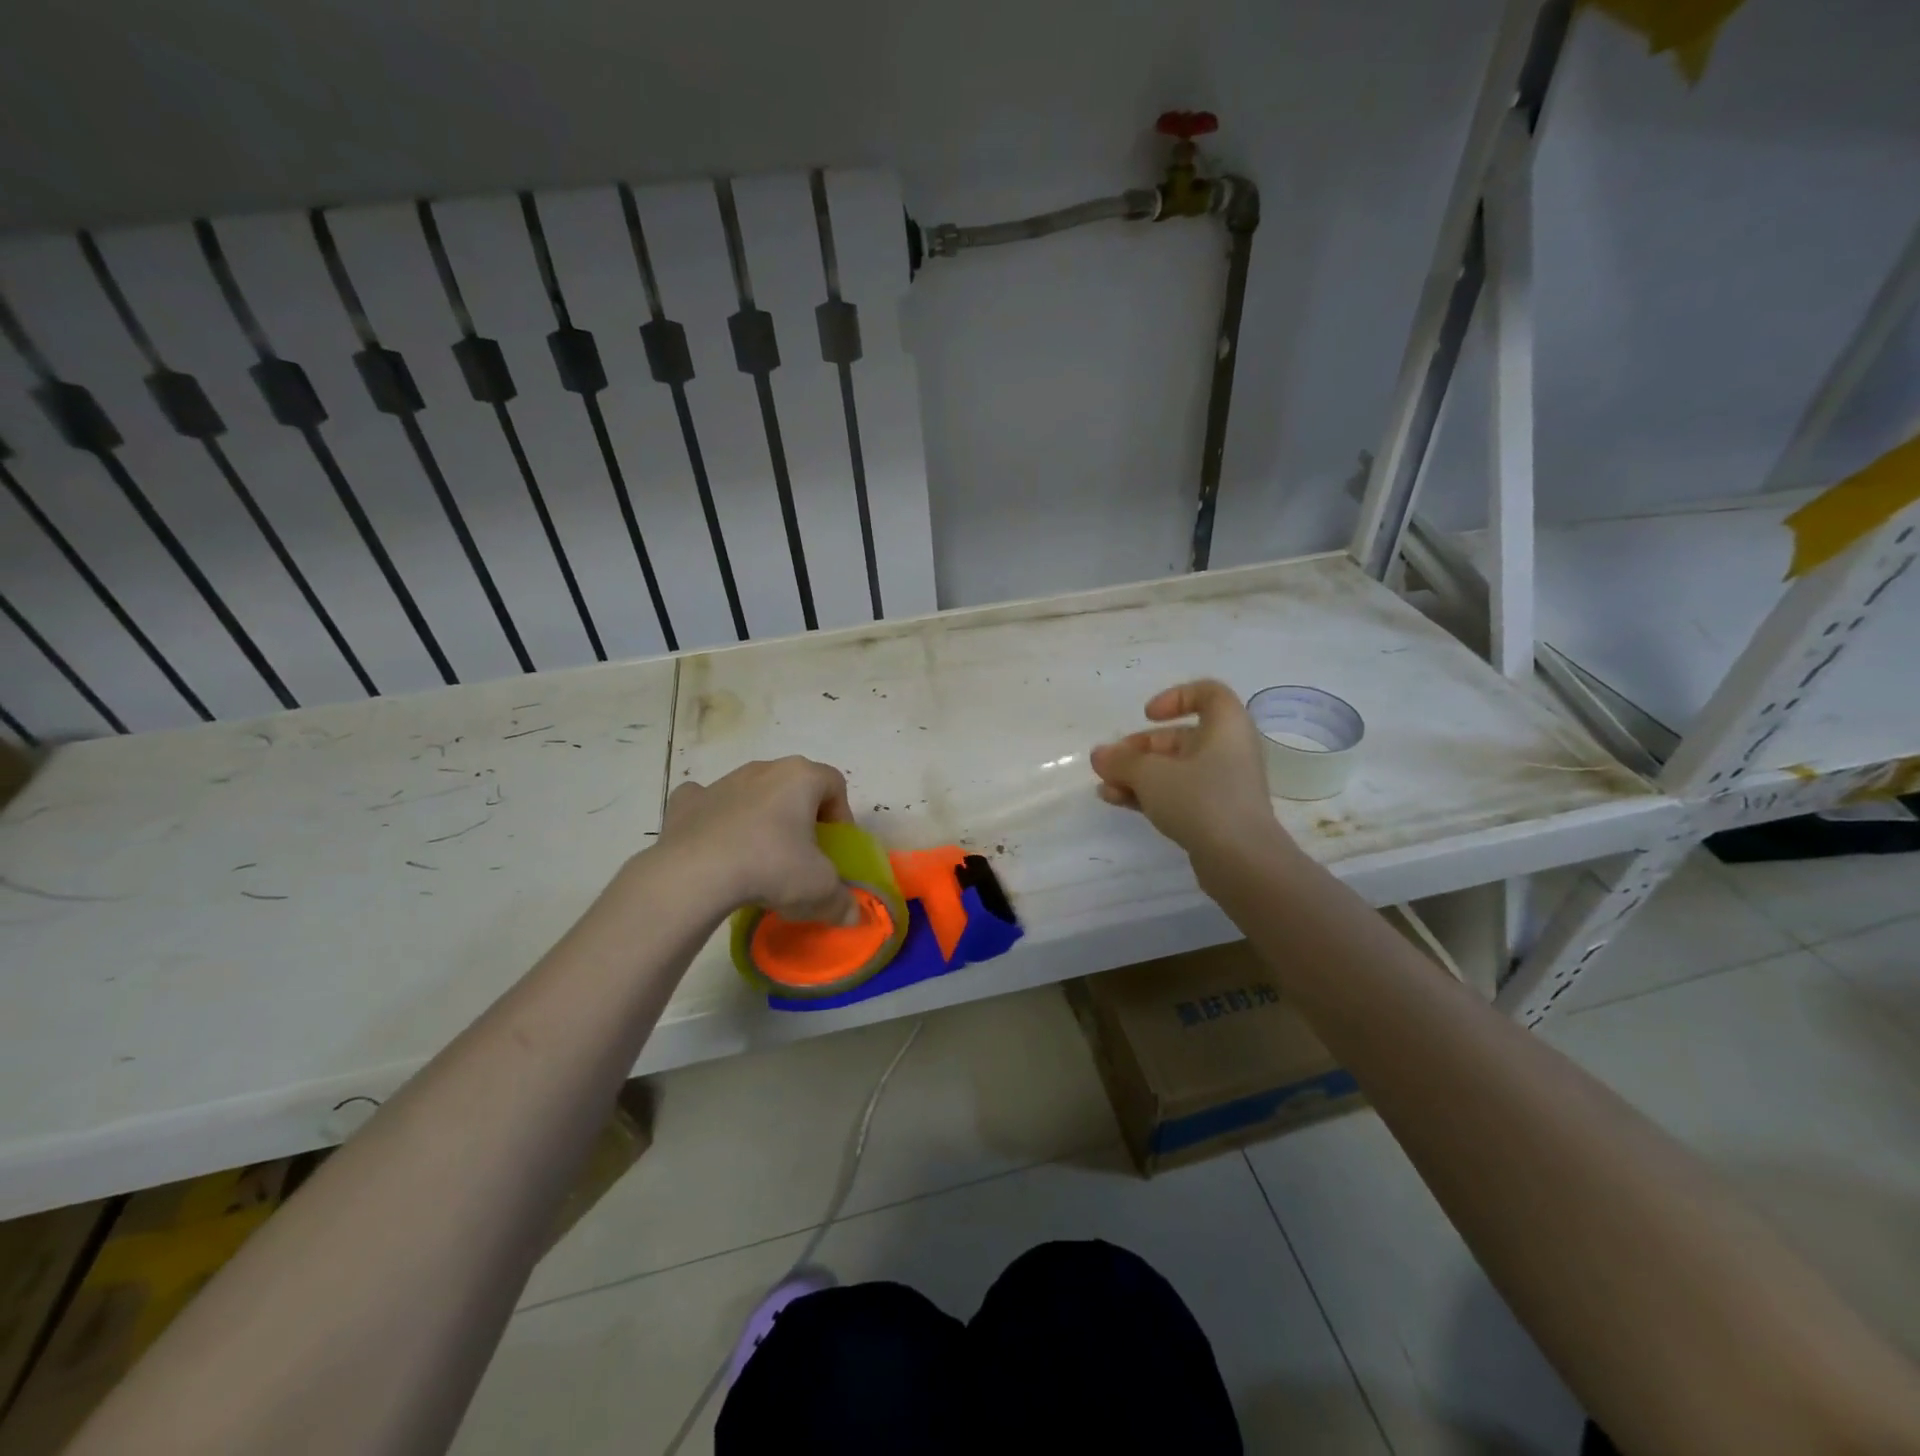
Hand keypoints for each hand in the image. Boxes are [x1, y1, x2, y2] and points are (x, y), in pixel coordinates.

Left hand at [656, 757, 858, 924]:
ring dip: (760, 816)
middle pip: (793, 785)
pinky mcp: (686, 801)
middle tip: (800, 853)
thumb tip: (853, 916)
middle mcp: (763, 769)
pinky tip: (716, 846)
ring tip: (758, 856)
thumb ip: (841, 900)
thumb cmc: (770, 867)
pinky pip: (709, 803)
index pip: (834, 785)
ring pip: (752, 792)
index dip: (840, 815)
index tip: (833, 847)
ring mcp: (721, 782)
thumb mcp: (818, 890)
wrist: (694, 875)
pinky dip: (715, 819)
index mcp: (801, 777)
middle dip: (800, 814)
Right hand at [1089, 680, 1292, 870]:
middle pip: (1181, 737)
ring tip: (1105, 787)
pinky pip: (1179, 794)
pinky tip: (1117, 801)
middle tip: (1110, 762)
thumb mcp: (1151, 775)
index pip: (1208, 694)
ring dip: (1138, 775)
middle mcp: (1229, 751)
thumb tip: (1099, 755)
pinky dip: (1150, 794)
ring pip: (1175, 769)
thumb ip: (1121, 761)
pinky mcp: (1216, 815)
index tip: (1147, 716)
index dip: (1175, 697)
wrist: (1241, 861)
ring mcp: (1224, 785)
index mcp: (1226, 727)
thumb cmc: (1201, 799)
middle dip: (1140, 748)